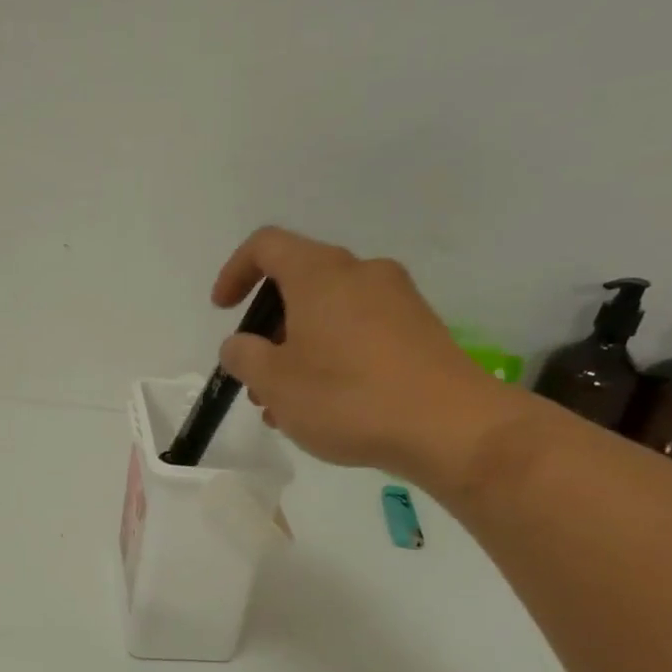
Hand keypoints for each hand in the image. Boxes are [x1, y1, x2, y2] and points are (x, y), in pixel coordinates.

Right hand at [213, 226, 524, 491]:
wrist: (449, 426)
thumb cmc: (348, 397)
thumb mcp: (275, 383)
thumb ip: (244, 357)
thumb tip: (240, 345)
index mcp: (320, 273)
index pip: (266, 245)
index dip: (235, 272)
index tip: (222, 311)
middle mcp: (360, 273)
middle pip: (299, 284)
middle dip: (268, 329)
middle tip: (256, 376)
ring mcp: (396, 300)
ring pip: (329, 314)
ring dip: (298, 351)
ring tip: (286, 404)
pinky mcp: (420, 331)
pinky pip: (360, 332)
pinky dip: (332, 358)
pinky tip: (327, 406)